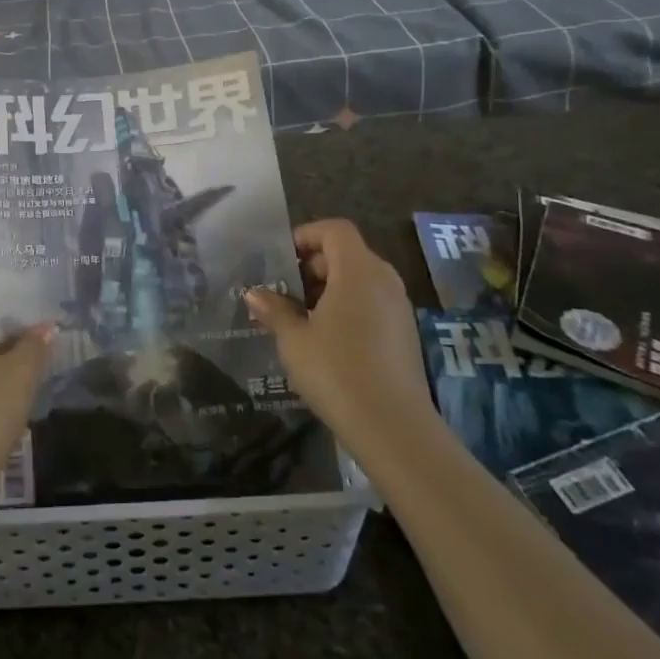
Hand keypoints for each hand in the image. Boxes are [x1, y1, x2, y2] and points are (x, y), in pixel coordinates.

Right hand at [244, 219, 431, 447]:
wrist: (393, 428)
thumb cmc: (336, 371)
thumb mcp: (294, 339)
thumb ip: (274, 310)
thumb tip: (255, 294)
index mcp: (358, 271)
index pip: (335, 230)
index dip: (306, 235)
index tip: (281, 259)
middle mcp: (384, 281)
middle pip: (347, 253)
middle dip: (313, 265)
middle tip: (284, 291)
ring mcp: (399, 308)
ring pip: (360, 280)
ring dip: (329, 289)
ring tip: (300, 317)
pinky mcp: (405, 334)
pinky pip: (372, 304)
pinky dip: (347, 308)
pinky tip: (325, 340)